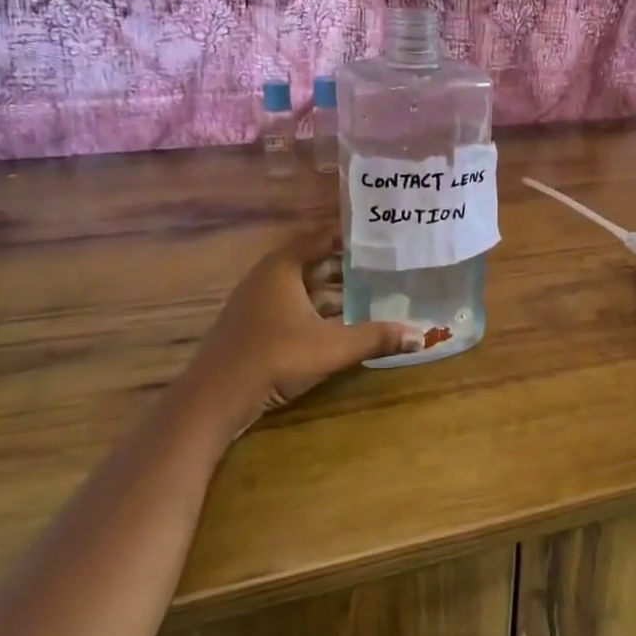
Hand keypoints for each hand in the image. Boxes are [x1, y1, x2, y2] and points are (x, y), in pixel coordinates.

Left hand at [187, 230, 421, 428]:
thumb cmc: (274, 357)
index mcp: (283, 267)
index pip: (321, 237)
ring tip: (370, 295)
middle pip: (314, 262)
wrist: (214, 399)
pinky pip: (292, 306)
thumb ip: (376, 338)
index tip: (380, 237)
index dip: (350, 236)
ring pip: (303, 287)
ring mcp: (257, 302)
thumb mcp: (332, 347)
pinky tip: (339, 324)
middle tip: (384, 267)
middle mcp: (268, 277)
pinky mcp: (253, 326)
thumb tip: (421, 335)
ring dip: (333, 292)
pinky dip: (316, 309)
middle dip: (347, 267)